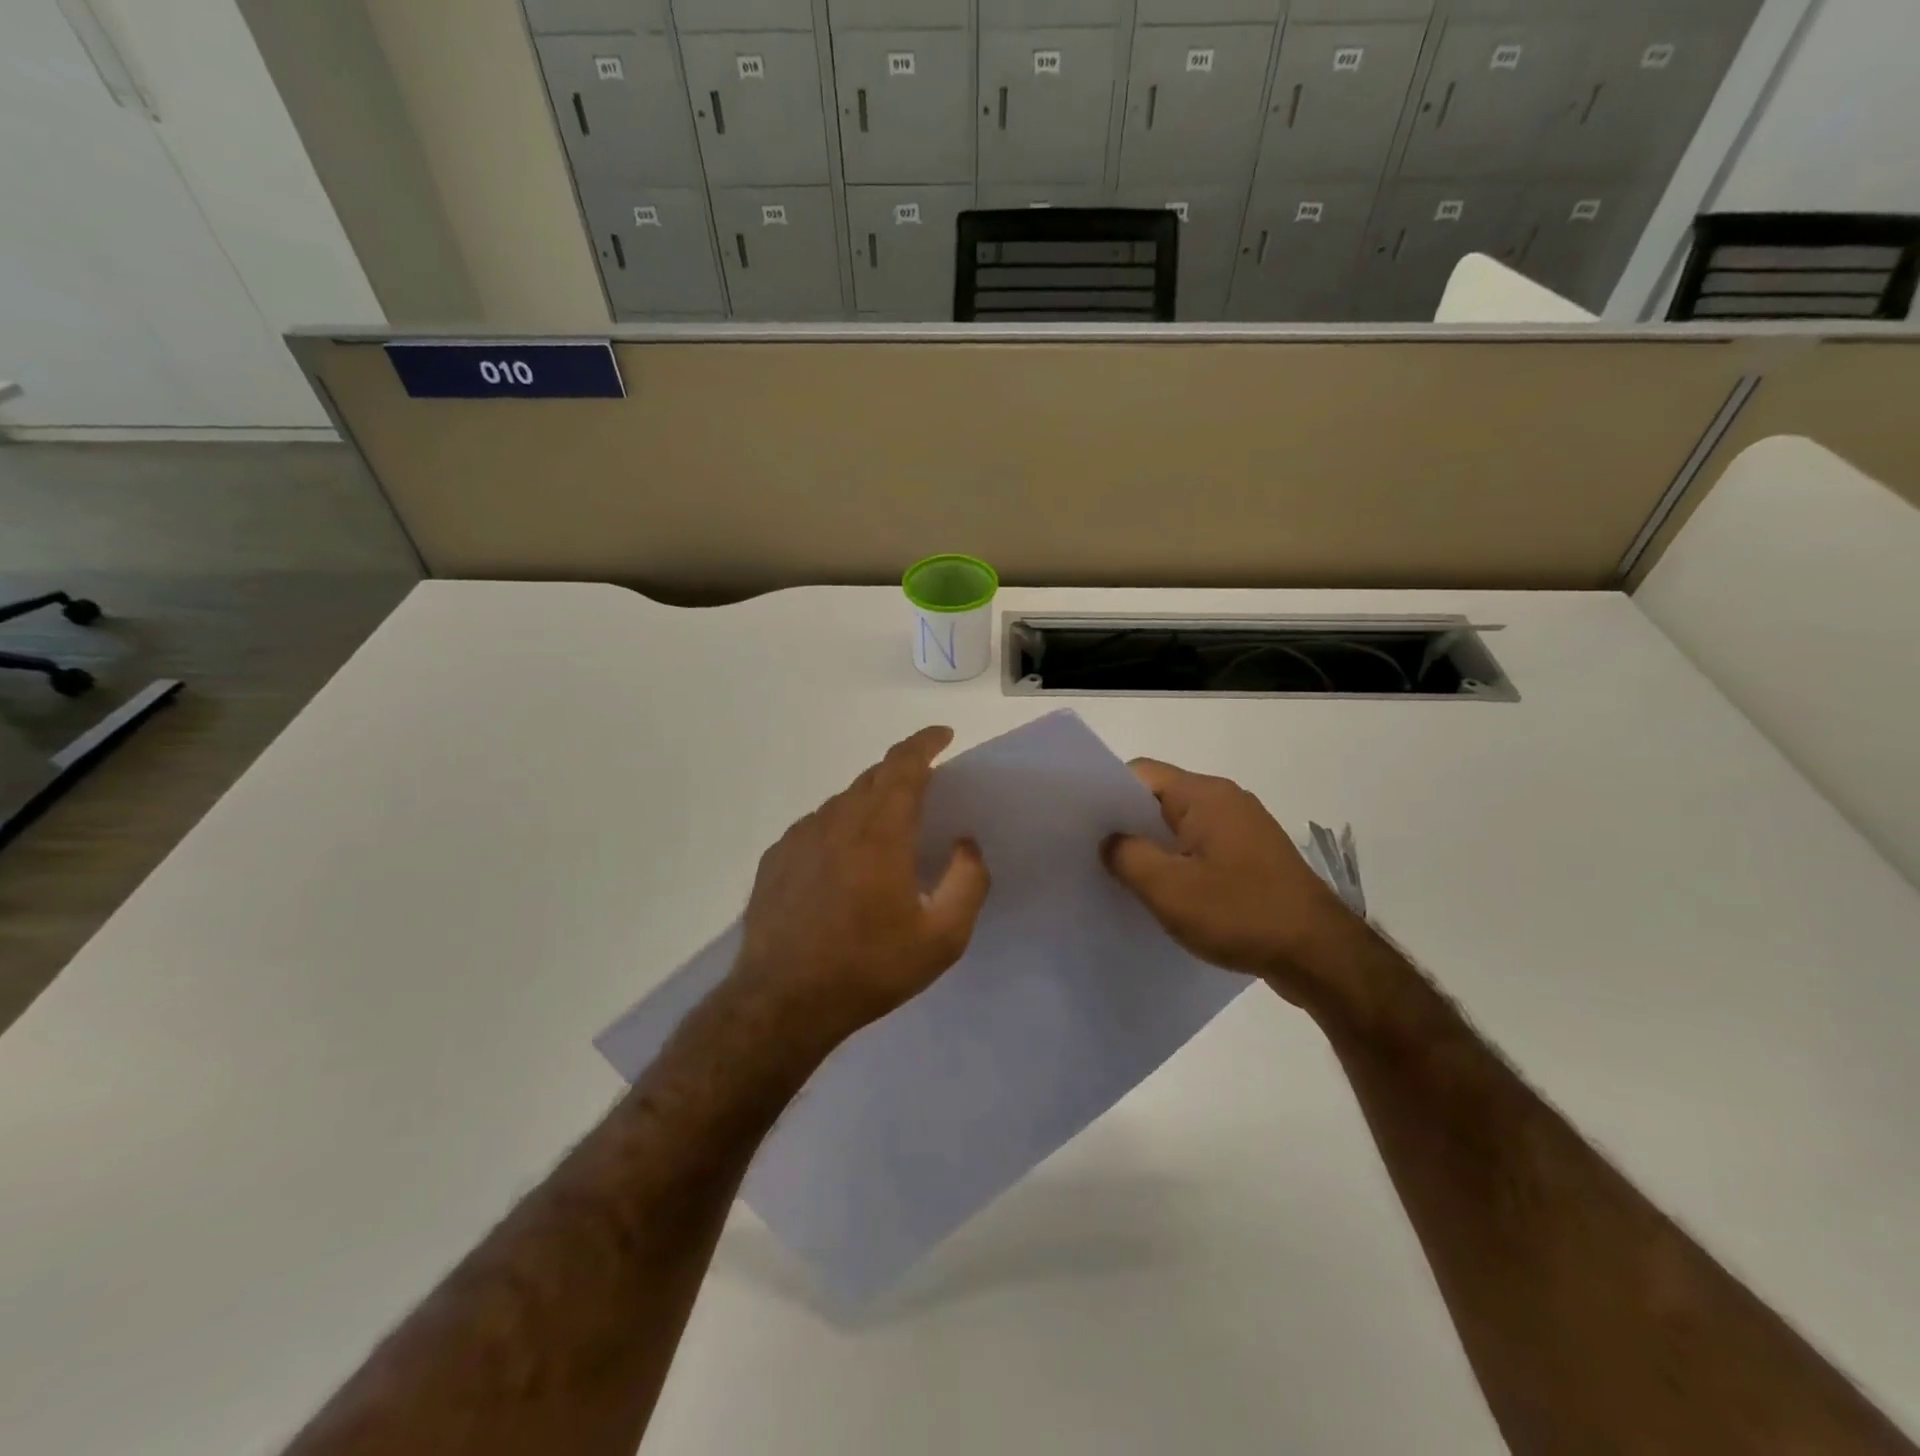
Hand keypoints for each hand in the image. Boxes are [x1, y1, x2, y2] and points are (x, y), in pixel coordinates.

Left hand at [732, 726, 990, 1049]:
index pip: (904, 765)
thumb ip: (967, 882)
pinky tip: (843, 864)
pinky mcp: (776, 859)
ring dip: (870, 803)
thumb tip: (966, 844)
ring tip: (886, 835)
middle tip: (926, 789)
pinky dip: (839, 829)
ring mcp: (799, 838)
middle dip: (903, 772)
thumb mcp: (942, 938)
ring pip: (843, 802)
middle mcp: (836, 822)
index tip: (943, 735)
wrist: (782, 1002)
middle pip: (873, 777)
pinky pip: (816, 827)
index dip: (925, 742)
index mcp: (879, 832)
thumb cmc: (868, 968)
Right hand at [1102, 758, 1363, 1004]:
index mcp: (1205, 795)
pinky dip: (1178, 866)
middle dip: (1125, 824)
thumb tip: (1109, 841)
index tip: (1079, 823)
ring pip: (1180, 828)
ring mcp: (1243, 831)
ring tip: (1119, 878)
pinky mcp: (1253, 860)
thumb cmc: (1239, 913)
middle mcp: (1226, 802)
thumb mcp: (1167, 888)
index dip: (1105, 793)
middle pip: (1159, 799)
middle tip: (1089, 852)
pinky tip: (1161, 896)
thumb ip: (1127, 856)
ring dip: (1152, 849)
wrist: (1321, 956)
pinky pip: (1201, 851)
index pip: (1140, 773)